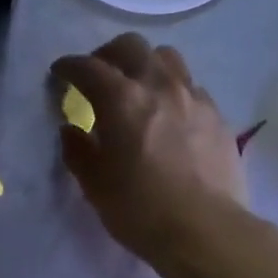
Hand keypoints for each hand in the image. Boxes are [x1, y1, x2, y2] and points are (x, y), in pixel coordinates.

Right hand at [53, 35, 247, 261]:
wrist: (205, 230)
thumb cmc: (140, 210)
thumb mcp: (95, 186)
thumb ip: (78, 151)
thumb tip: (71, 130)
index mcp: (122, 100)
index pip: (88, 67)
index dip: (68, 67)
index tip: (59, 74)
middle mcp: (159, 86)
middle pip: (131, 47)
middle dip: (107, 55)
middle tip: (98, 76)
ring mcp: (194, 97)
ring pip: (167, 59)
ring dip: (145, 65)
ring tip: (138, 89)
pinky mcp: (217, 116)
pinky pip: (191, 87)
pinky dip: (172, 91)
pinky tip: (169, 115)